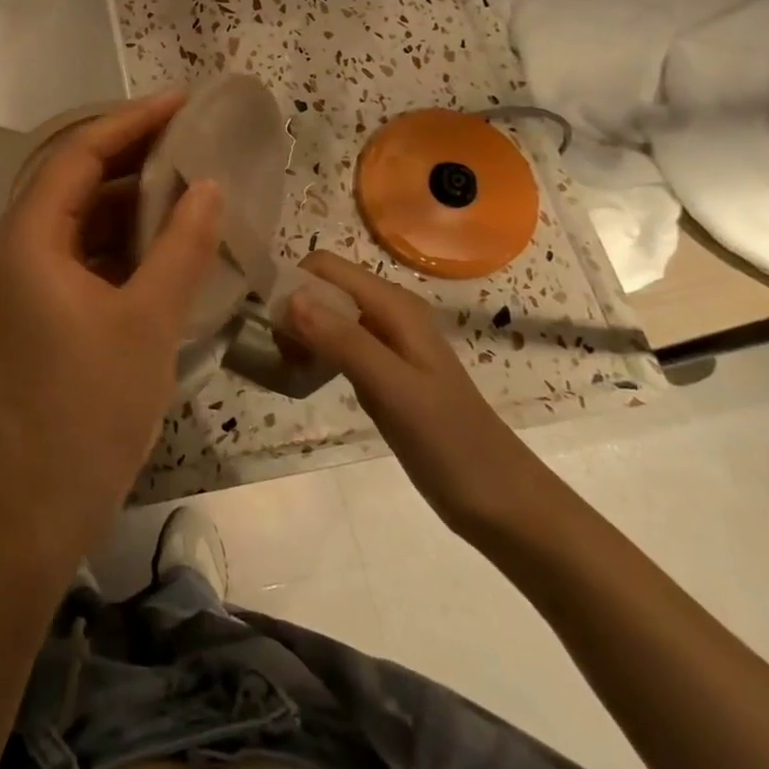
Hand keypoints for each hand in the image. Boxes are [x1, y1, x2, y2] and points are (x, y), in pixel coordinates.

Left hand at [0, 93, 222, 566]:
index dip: (129, 122)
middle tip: (190, 134)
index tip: (180, 101)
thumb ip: (182, 245)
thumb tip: (210, 185)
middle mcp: (18, 245)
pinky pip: (84, 249)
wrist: (40, 500)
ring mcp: (29, 277)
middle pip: (74, 176)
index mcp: (28, 237)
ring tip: (189, 177)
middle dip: (131, 152)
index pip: (77, 153)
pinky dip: (124, 235)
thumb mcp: (148, 320)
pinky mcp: (44, 304)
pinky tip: (168, 234)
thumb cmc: (90, 407)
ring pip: (80, 214)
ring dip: (130, 195)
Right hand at [283, 252, 552, 539]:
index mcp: (393, 305)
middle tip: (275, 352)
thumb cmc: (451, 443)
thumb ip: (343, 341)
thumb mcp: (394, 389)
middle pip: (323, 288)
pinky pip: (336, 344)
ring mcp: (386, 343)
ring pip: (326, 316)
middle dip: (291, 309)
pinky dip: (313, 353)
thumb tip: (289, 297)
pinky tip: (304, 378)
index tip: (265, 323)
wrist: (503, 502)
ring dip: (299, 332)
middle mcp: (388, 313)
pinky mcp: (382, 371)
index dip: (291, 283)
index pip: (325, 266)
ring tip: (285, 367)